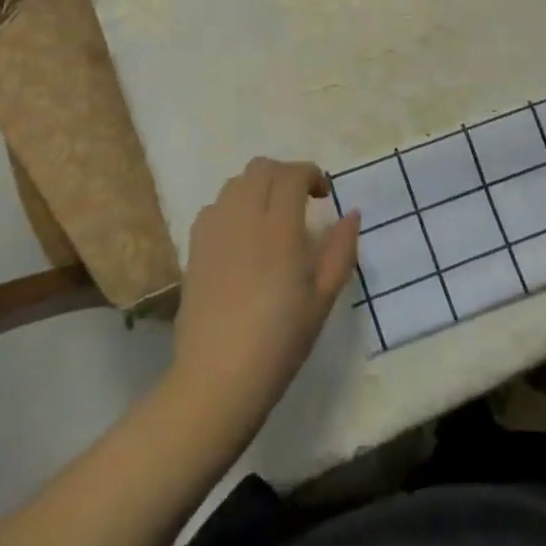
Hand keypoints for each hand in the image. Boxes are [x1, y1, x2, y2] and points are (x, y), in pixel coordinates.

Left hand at [170, 157, 360, 435]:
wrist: (219, 377)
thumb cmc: (280, 340)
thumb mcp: (323, 297)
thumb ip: (340, 249)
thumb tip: (351, 213)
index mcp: (280, 227)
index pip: (292, 174)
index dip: (311, 174)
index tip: (324, 196)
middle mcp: (244, 217)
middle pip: (261, 168)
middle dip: (285, 174)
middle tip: (302, 201)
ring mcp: (214, 229)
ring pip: (236, 182)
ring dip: (259, 187)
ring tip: (272, 216)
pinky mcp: (194, 247)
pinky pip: (215, 206)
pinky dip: (233, 205)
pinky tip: (243, 235)